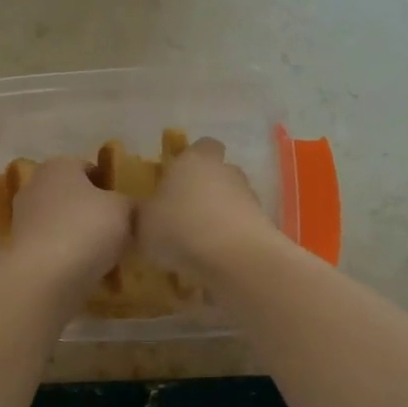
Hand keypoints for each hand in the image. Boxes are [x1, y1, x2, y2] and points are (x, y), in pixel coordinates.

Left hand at [5, 158, 132, 298]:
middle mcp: (35, 186)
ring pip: (62, 223)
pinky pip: (53, 247)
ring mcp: (23, 219)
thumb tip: (132, 208)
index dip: (109, 184)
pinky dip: (68, 256)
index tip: (126, 205)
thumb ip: (131, 203)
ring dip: (81, 235)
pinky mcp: (20, 250)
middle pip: (73, 195)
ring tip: (106, 255)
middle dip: (93, 210)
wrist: (45, 278)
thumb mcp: (124, 210)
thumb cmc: (86, 229)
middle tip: (119, 229)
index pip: (88, 167)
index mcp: (58, 166)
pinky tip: (87, 271)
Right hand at [139, 138, 275, 277]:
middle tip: (184, 215)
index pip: (201, 146)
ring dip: (220, 216)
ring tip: (200, 244)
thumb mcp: (142, 224)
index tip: (177, 179)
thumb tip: (145, 212)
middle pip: (219, 173)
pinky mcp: (264, 225)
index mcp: (194, 161)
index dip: (191, 160)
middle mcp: (226, 171)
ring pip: (233, 200)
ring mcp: (250, 197)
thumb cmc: (180, 229)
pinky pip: (243, 227)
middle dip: (206, 190)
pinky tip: (217, 259)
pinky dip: (232, 238)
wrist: (235, 258)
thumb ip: (144, 214)